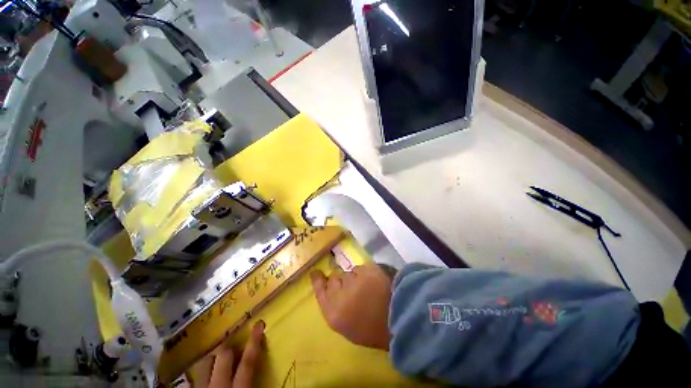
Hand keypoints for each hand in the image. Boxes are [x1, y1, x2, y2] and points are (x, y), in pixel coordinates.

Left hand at [198, 320, 264, 387]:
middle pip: (223, 354)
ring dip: (214, 358)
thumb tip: (269, 368)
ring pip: (205, 363)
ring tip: (219, 358)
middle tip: (235, 346)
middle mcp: (218, 385)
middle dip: (229, 347)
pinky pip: (196, 376)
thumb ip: (257, 382)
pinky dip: (203, 372)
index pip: (248, 361)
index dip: (254, 341)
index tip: (259, 323)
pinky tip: (207, 374)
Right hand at [310, 263, 391, 350]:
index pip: (320, 291)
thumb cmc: (373, 331)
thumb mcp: (348, 327)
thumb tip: (332, 290)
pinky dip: (366, 273)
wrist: (400, 321)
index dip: (318, 281)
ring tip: (368, 288)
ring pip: (349, 273)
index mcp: (334, 314)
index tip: (316, 273)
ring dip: (356, 278)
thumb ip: (336, 308)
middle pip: (334, 278)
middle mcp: (340, 295)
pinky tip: (375, 283)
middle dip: (341, 281)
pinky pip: (361, 268)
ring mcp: (354, 280)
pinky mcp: (367, 270)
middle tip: (354, 288)